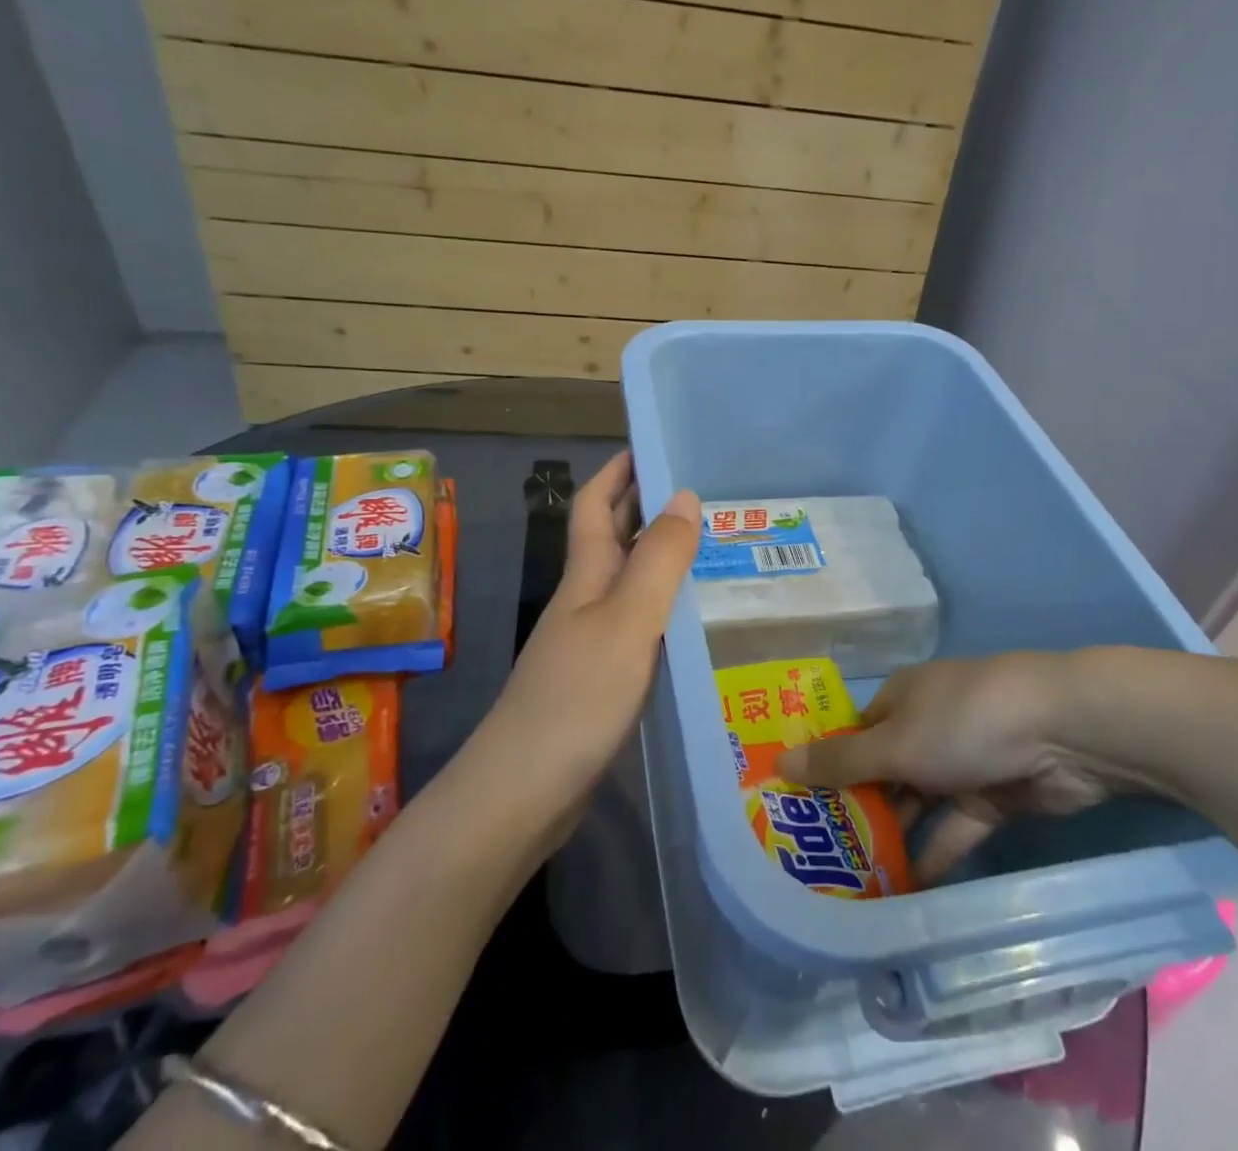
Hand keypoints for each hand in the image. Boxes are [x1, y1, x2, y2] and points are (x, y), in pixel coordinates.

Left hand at [476, 451, 699, 816]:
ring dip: (662, 557)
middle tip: (706, 494)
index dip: (619, 470)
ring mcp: (591, 640)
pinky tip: (696, 620)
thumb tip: (685, 495)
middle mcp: (586, 598)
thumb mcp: (628, 621)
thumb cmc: (577, 696)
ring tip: (715, 547)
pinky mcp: (602, 678)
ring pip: (629, 581)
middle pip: (613, 538)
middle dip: (647, 506)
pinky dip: (665, 608)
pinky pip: (639, 623)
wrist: (523, 793)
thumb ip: (659, 560)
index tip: (655, 446)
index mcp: (586, 574)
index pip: (595, 503)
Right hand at [776, 650, 1153, 878]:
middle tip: (822, 857)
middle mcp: (927, 726)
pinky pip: (955, 827)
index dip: (826, 766)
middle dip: (858, 809)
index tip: (798, 808)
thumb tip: (779, 761)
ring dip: (895, 836)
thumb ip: (840, 762)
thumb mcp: (895, 743)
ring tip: (857, 882)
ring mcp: (962, 762)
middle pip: (883, 770)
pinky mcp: (994, 796)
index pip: (853, 734)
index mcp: (900, 699)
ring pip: (919, 802)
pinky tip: (909, 890)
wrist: (1064, 732)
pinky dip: (935, 852)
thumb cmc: (964, 722)